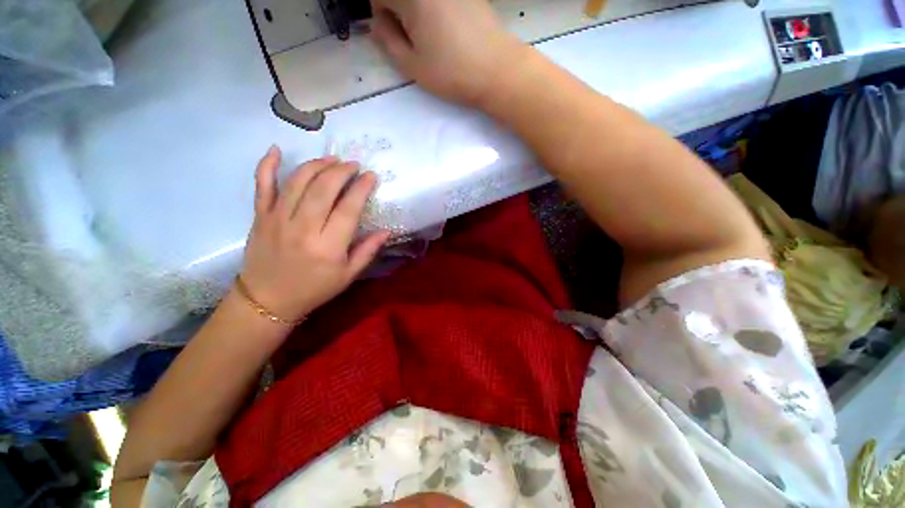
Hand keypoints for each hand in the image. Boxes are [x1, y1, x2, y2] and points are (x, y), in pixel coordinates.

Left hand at [240, 146, 389, 322]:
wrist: (267, 300)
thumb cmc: (314, 289)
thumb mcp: (348, 275)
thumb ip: (368, 251)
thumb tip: (387, 231)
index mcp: (328, 246)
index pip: (348, 208)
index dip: (362, 188)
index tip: (371, 176)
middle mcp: (303, 228)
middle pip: (323, 188)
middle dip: (342, 171)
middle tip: (354, 165)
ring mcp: (278, 219)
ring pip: (298, 181)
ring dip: (317, 165)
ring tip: (332, 160)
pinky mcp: (260, 216)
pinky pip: (261, 185)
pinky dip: (266, 165)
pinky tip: (276, 149)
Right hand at [370, 0, 524, 105]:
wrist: (497, 70)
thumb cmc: (452, 72)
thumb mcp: (412, 65)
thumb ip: (387, 40)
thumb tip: (377, 24)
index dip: (381, 14)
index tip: (393, 34)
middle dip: (399, 10)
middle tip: (413, 38)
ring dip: (418, 10)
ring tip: (433, 36)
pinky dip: (436, 8)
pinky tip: (448, 29)